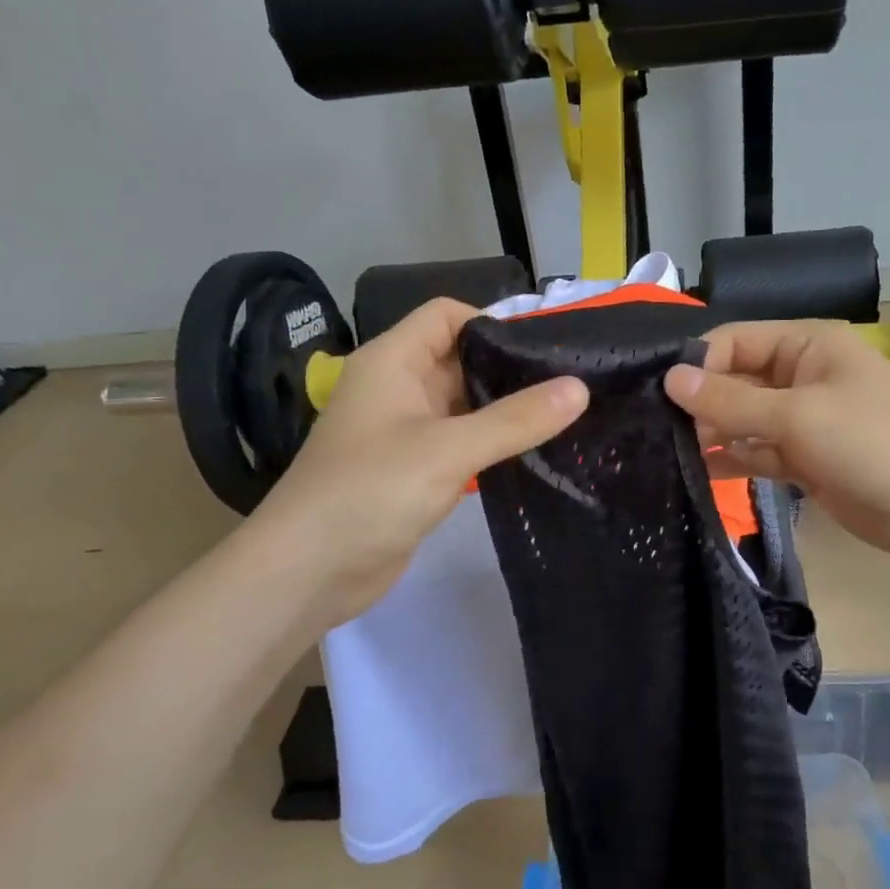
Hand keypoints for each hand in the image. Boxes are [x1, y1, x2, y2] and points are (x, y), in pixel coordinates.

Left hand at [247, 298, 587, 622]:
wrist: (308, 572)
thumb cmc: (370, 492)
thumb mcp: (448, 450)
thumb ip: (515, 419)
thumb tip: (580, 388)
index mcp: (392, 362)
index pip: (447, 316)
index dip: (494, 323)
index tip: (547, 349)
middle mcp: (398, 388)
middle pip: (461, 360)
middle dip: (511, 370)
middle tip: (572, 385)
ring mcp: (407, 433)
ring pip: (465, 406)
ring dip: (507, 412)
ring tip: (566, 418)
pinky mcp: (416, 472)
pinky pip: (463, 444)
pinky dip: (494, 446)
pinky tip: (535, 455)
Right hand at [664, 319, 889, 561]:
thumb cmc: (873, 441)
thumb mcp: (797, 415)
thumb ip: (731, 400)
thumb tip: (670, 378)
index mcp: (805, 347)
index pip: (734, 341)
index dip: (697, 364)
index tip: (657, 395)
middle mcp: (800, 377)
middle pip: (736, 381)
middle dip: (700, 403)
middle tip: (652, 429)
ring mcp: (803, 420)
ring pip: (744, 420)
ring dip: (713, 434)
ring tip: (666, 453)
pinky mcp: (806, 460)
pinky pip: (759, 452)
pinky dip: (734, 460)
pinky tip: (699, 473)